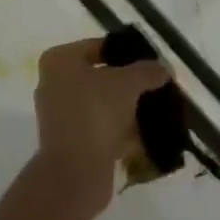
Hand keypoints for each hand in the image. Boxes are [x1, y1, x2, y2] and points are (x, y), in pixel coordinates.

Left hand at [34, 38, 167, 217]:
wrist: (75, 172)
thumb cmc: (95, 113)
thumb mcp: (127, 84)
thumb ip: (147, 71)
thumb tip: (164, 68)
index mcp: (59, 61)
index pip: (98, 47)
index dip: (126, 52)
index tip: (151, 61)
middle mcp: (55, 84)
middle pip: (101, 77)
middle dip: (130, 83)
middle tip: (157, 85)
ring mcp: (62, 116)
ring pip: (103, 105)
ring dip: (128, 109)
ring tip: (158, 110)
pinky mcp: (73, 143)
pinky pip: (103, 129)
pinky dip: (123, 131)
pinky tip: (150, 135)